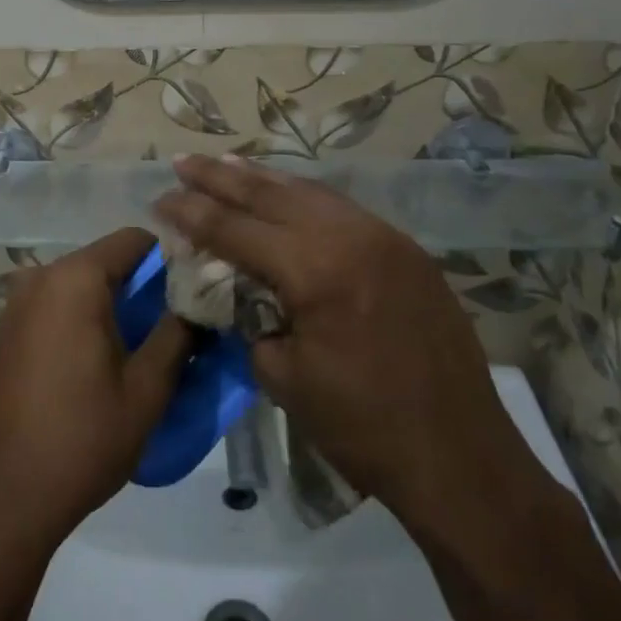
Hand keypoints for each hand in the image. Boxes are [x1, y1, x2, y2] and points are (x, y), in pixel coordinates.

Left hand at [0, 229, 190, 549]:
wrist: (6, 498)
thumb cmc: (83, 438)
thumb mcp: (147, 388)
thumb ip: (178, 332)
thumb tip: (199, 302)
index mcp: (74, 279)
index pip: (134, 240)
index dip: (170, 259)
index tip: (195, 292)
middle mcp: (41, 278)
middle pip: (107, 261)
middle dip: (144, 286)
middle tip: (177, 326)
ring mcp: (18, 304)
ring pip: (83, 285)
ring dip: (116, 306)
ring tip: (145, 348)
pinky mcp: (9, 332)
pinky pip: (59, 306)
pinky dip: (86, 319)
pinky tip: (103, 362)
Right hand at [152, 157, 532, 533]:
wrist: (461, 458)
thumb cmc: (362, 428)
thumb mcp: (283, 377)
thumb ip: (250, 317)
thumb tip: (235, 287)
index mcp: (315, 270)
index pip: (235, 228)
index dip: (191, 212)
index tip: (159, 198)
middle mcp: (350, 236)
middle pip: (269, 194)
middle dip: (220, 177)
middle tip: (182, 162)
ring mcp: (384, 237)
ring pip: (308, 191)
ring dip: (262, 179)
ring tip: (226, 163)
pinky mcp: (405, 249)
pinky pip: (341, 209)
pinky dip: (303, 196)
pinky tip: (284, 193)